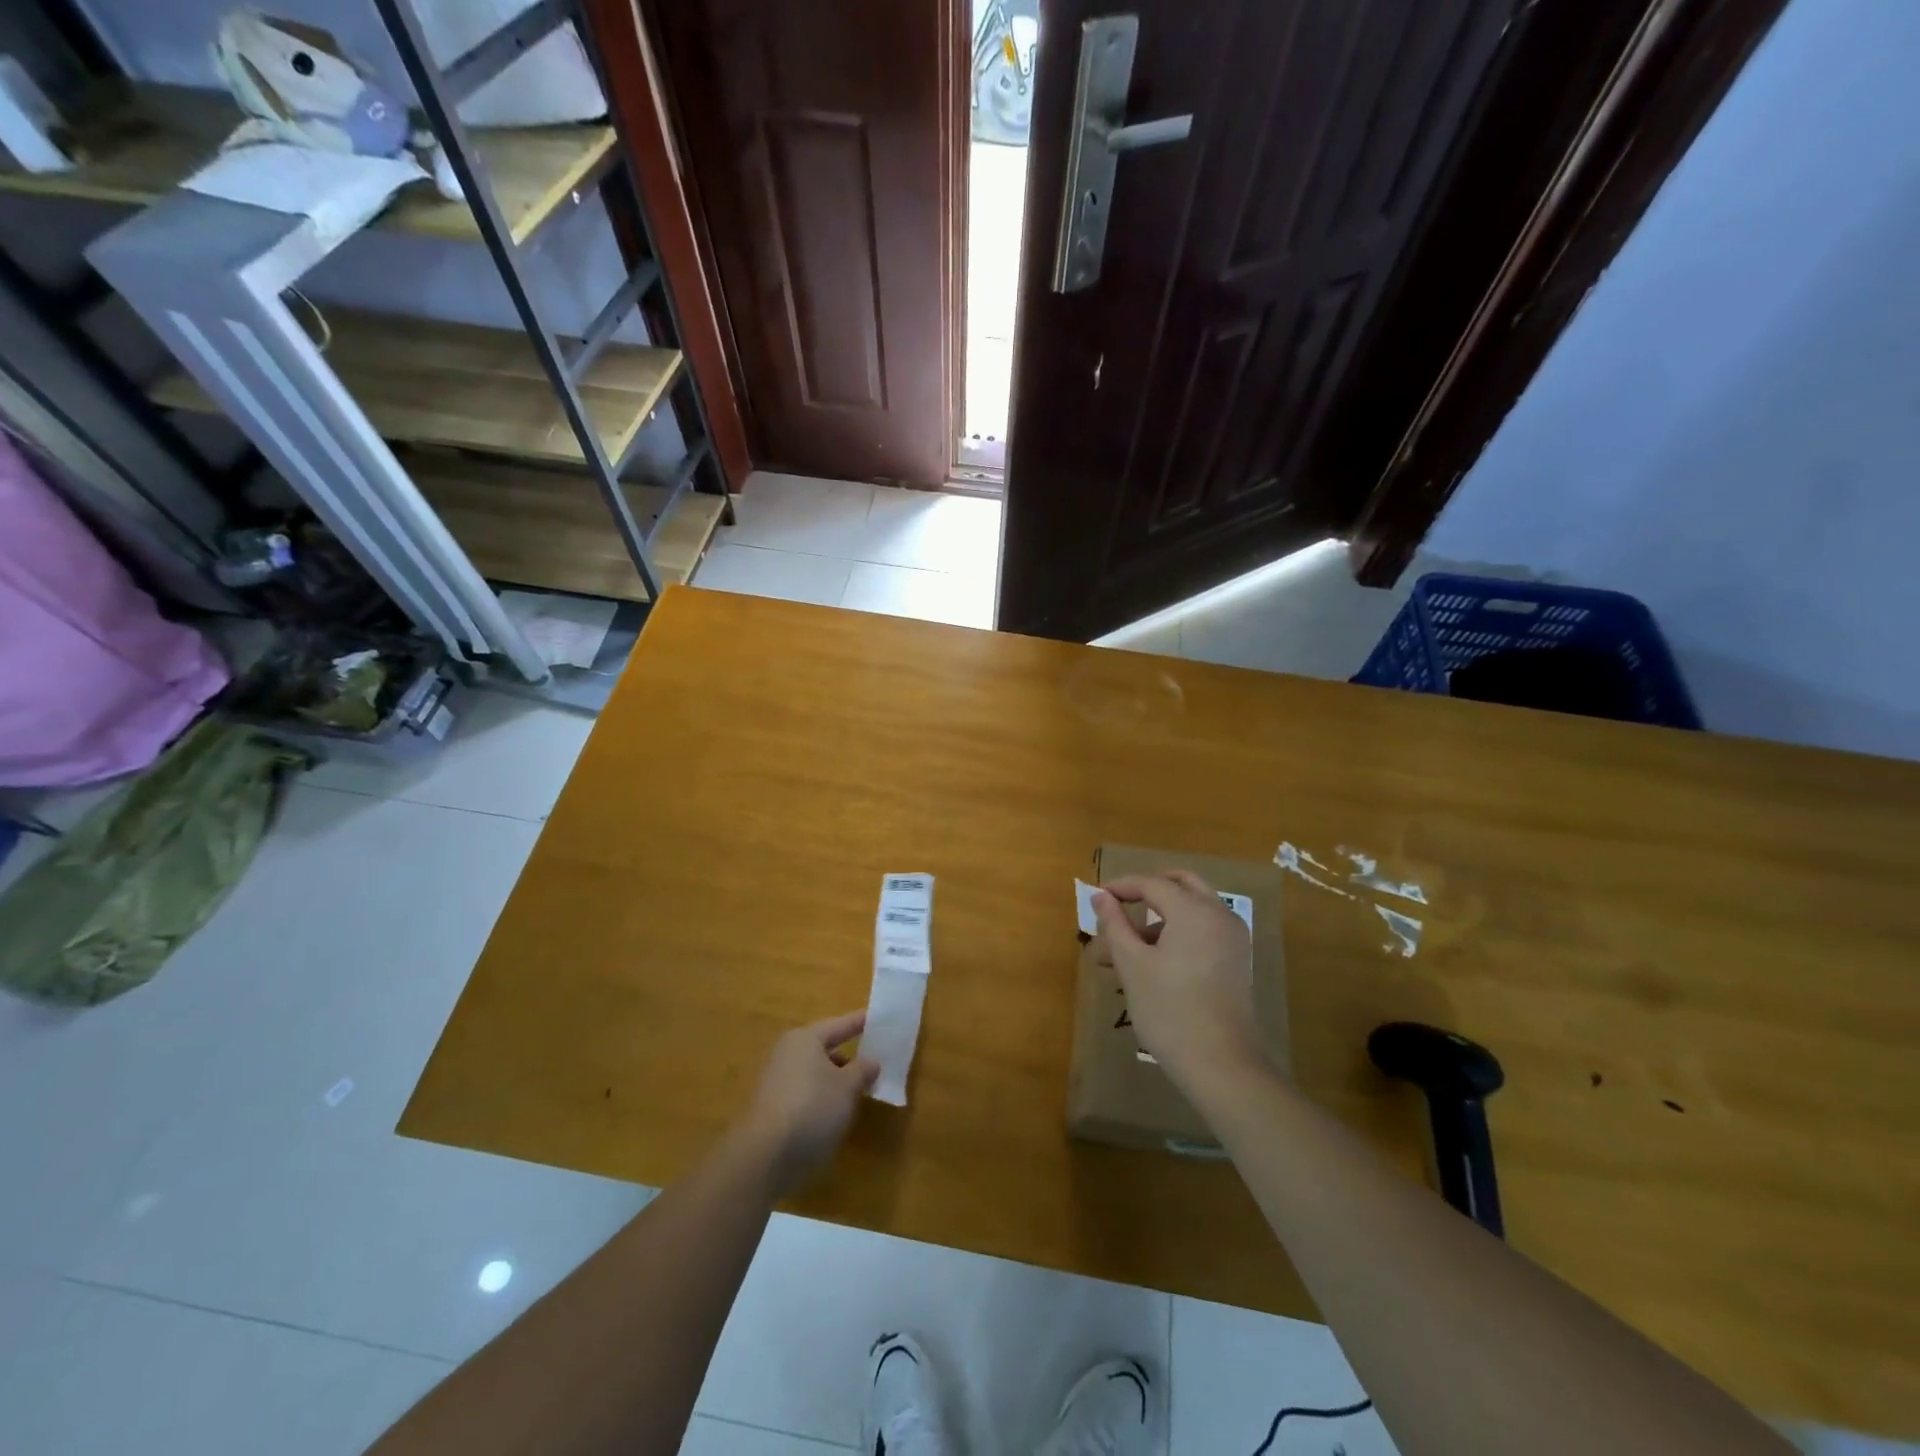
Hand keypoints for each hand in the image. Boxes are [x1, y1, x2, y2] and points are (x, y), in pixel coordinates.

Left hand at [740, 1010, 878, 1194]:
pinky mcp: (771, 1109)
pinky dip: (821, 1099)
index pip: (839, 1025)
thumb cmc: (812, 1107)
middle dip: (849, 1057)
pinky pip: (805, 1094)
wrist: (765, 1156)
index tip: (878, 1018)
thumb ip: (862, 1070)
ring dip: (835, 1081)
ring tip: (858, 1093)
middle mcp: (787, 1053)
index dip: (860, 1022)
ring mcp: (775, 1081)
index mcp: (805, 1039)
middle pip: (824, 1049)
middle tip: (873, 1062)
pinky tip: (835, 1115)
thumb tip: (871, 1061)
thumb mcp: (847, 1087)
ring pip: (814, 1074)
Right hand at [1093, 871, 1267, 1096]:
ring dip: (1159, 916)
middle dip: (1147, 891)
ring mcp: (1233, 938)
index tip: (1095, 897)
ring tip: (1124, 948)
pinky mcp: (1237, 960)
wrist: (1222, 1066)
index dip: (1121, 886)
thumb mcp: (1132, 965)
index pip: (1152, 883)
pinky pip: (1204, 929)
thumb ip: (1115, 924)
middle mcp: (1220, 915)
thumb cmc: (1169, 1011)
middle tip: (1119, 905)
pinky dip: (1178, 931)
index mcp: (1194, 911)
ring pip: (1192, 908)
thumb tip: (1100, 896)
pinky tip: (1152, 961)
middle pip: (1180, 884)